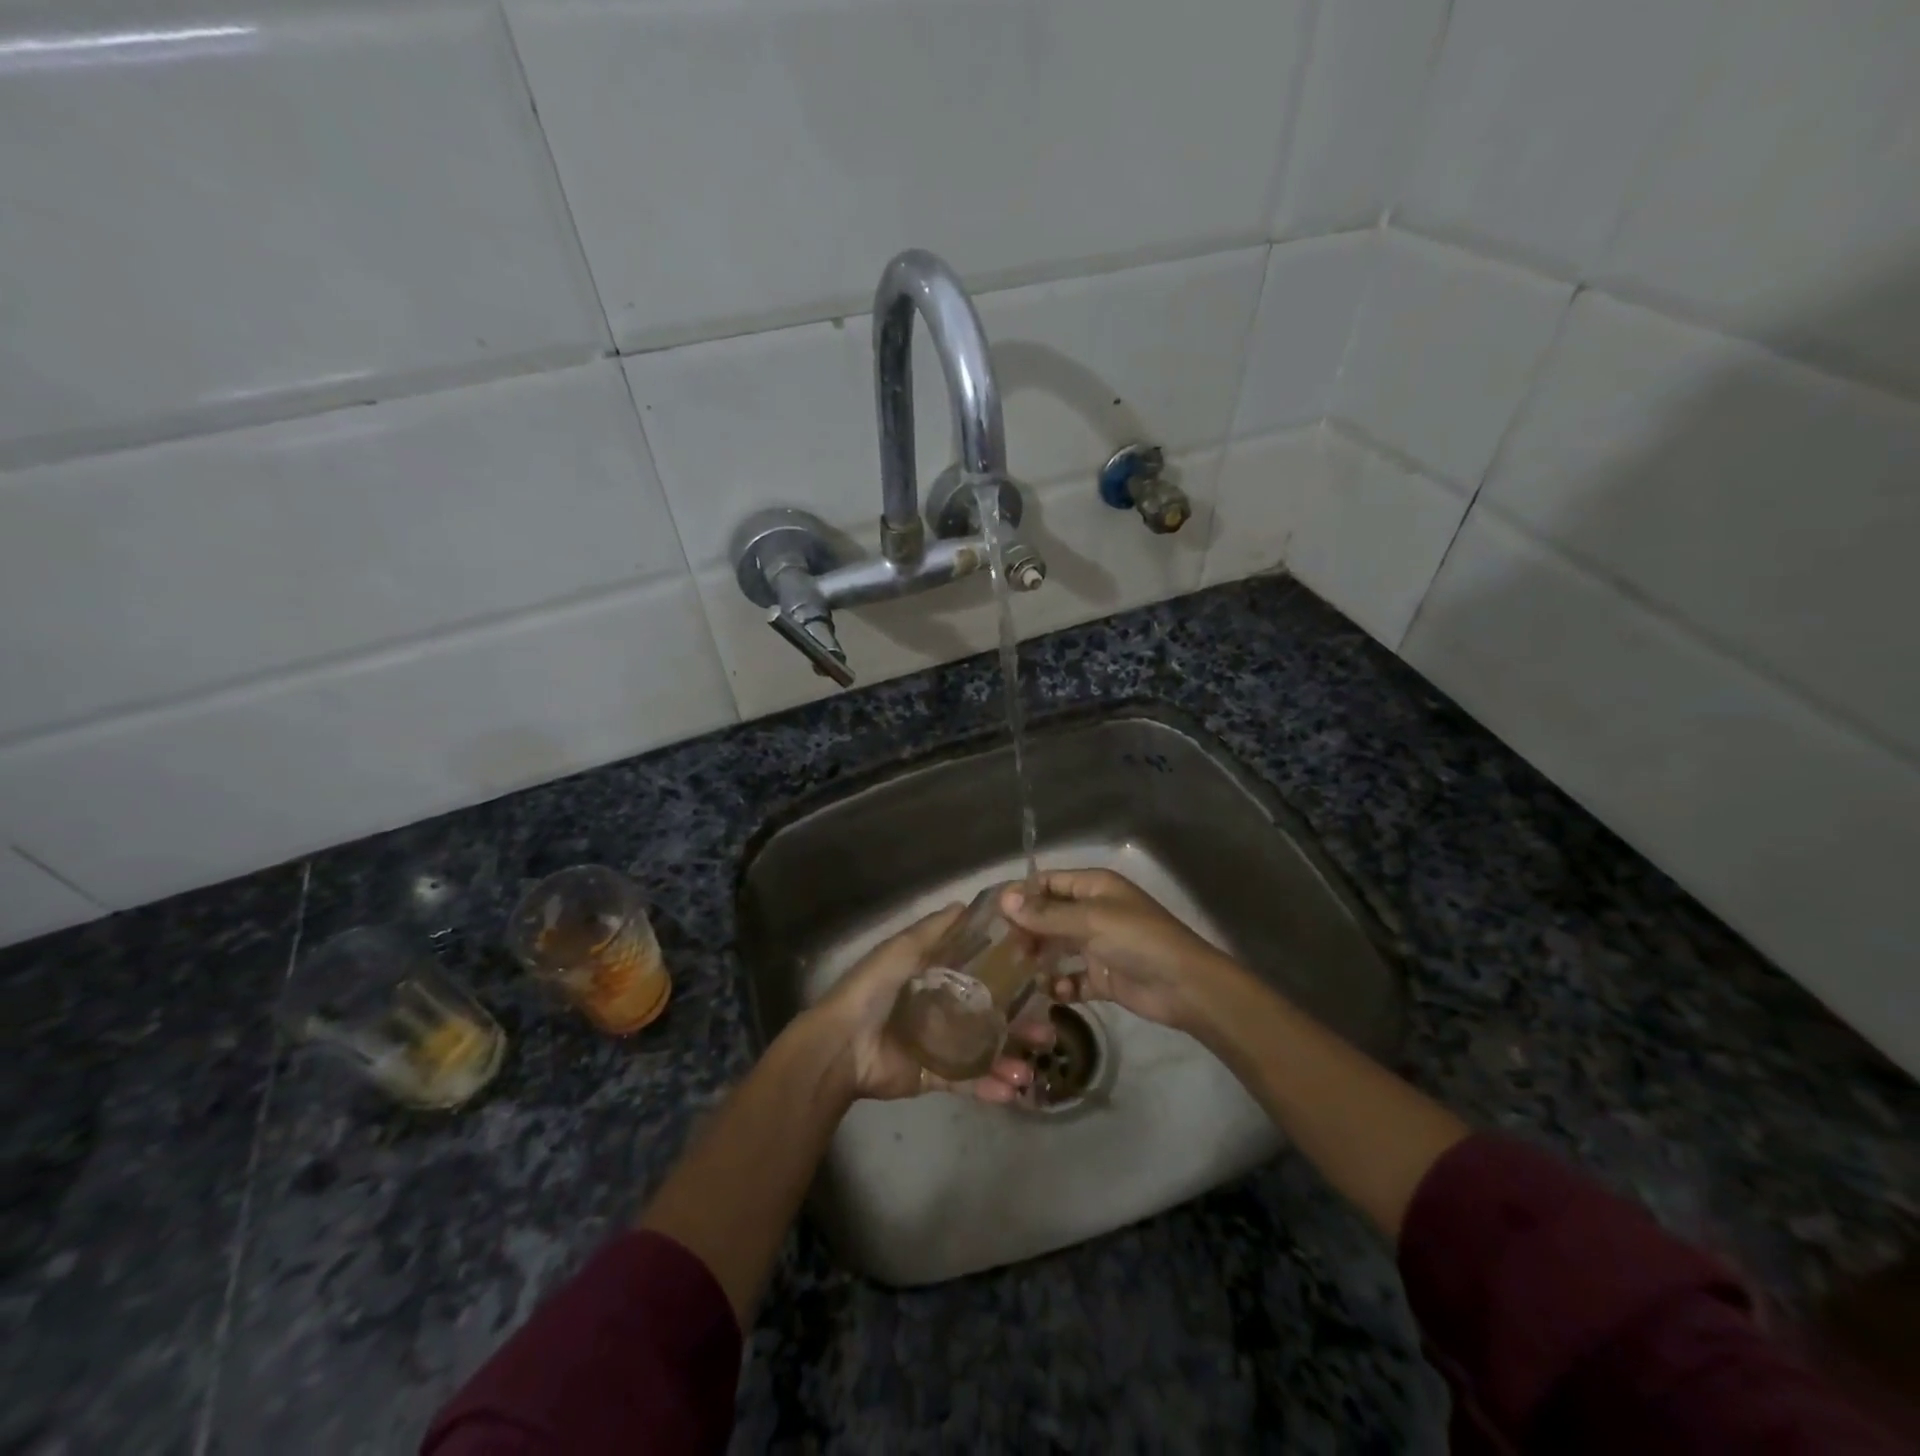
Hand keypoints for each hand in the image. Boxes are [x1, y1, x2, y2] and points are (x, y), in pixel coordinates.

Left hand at [800, 904, 1040, 1103]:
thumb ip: (933, 930)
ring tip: (1033, 1067)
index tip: (1040, 974)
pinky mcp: (935, 1075)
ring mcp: (941, 1044)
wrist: (843, 1046)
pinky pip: (968, 1081)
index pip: (980, 972)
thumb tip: (965, 904)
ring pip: (985, 1050)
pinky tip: (1013, 1089)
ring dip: (1010, 1059)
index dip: (1008, 974)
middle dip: (1019, 1023)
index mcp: (934, 976)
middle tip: (1047, 1029)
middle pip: (989, 1014)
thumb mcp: (902, 950)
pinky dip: (990, 1086)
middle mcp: (942, 1008)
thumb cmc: (874, 990)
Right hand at [1000, 870, 1233, 1033]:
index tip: (992, 914)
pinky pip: (1071, 979)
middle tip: (999, 950)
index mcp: (1094, 888)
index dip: (1022, 895)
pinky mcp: (1102, 977)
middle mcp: (1093, 912)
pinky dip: (1060, 986)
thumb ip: (1046, 914)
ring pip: (1057, 949)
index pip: (1049, 883)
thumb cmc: (1137, 940)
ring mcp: (1097, 946)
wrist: (1184, 986)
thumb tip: (1005, 899)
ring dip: (1038, 959)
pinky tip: (1050, 993)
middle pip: (1049, 917)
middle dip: (1026, 931)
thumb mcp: (1090, 921)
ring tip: (1014, 973)